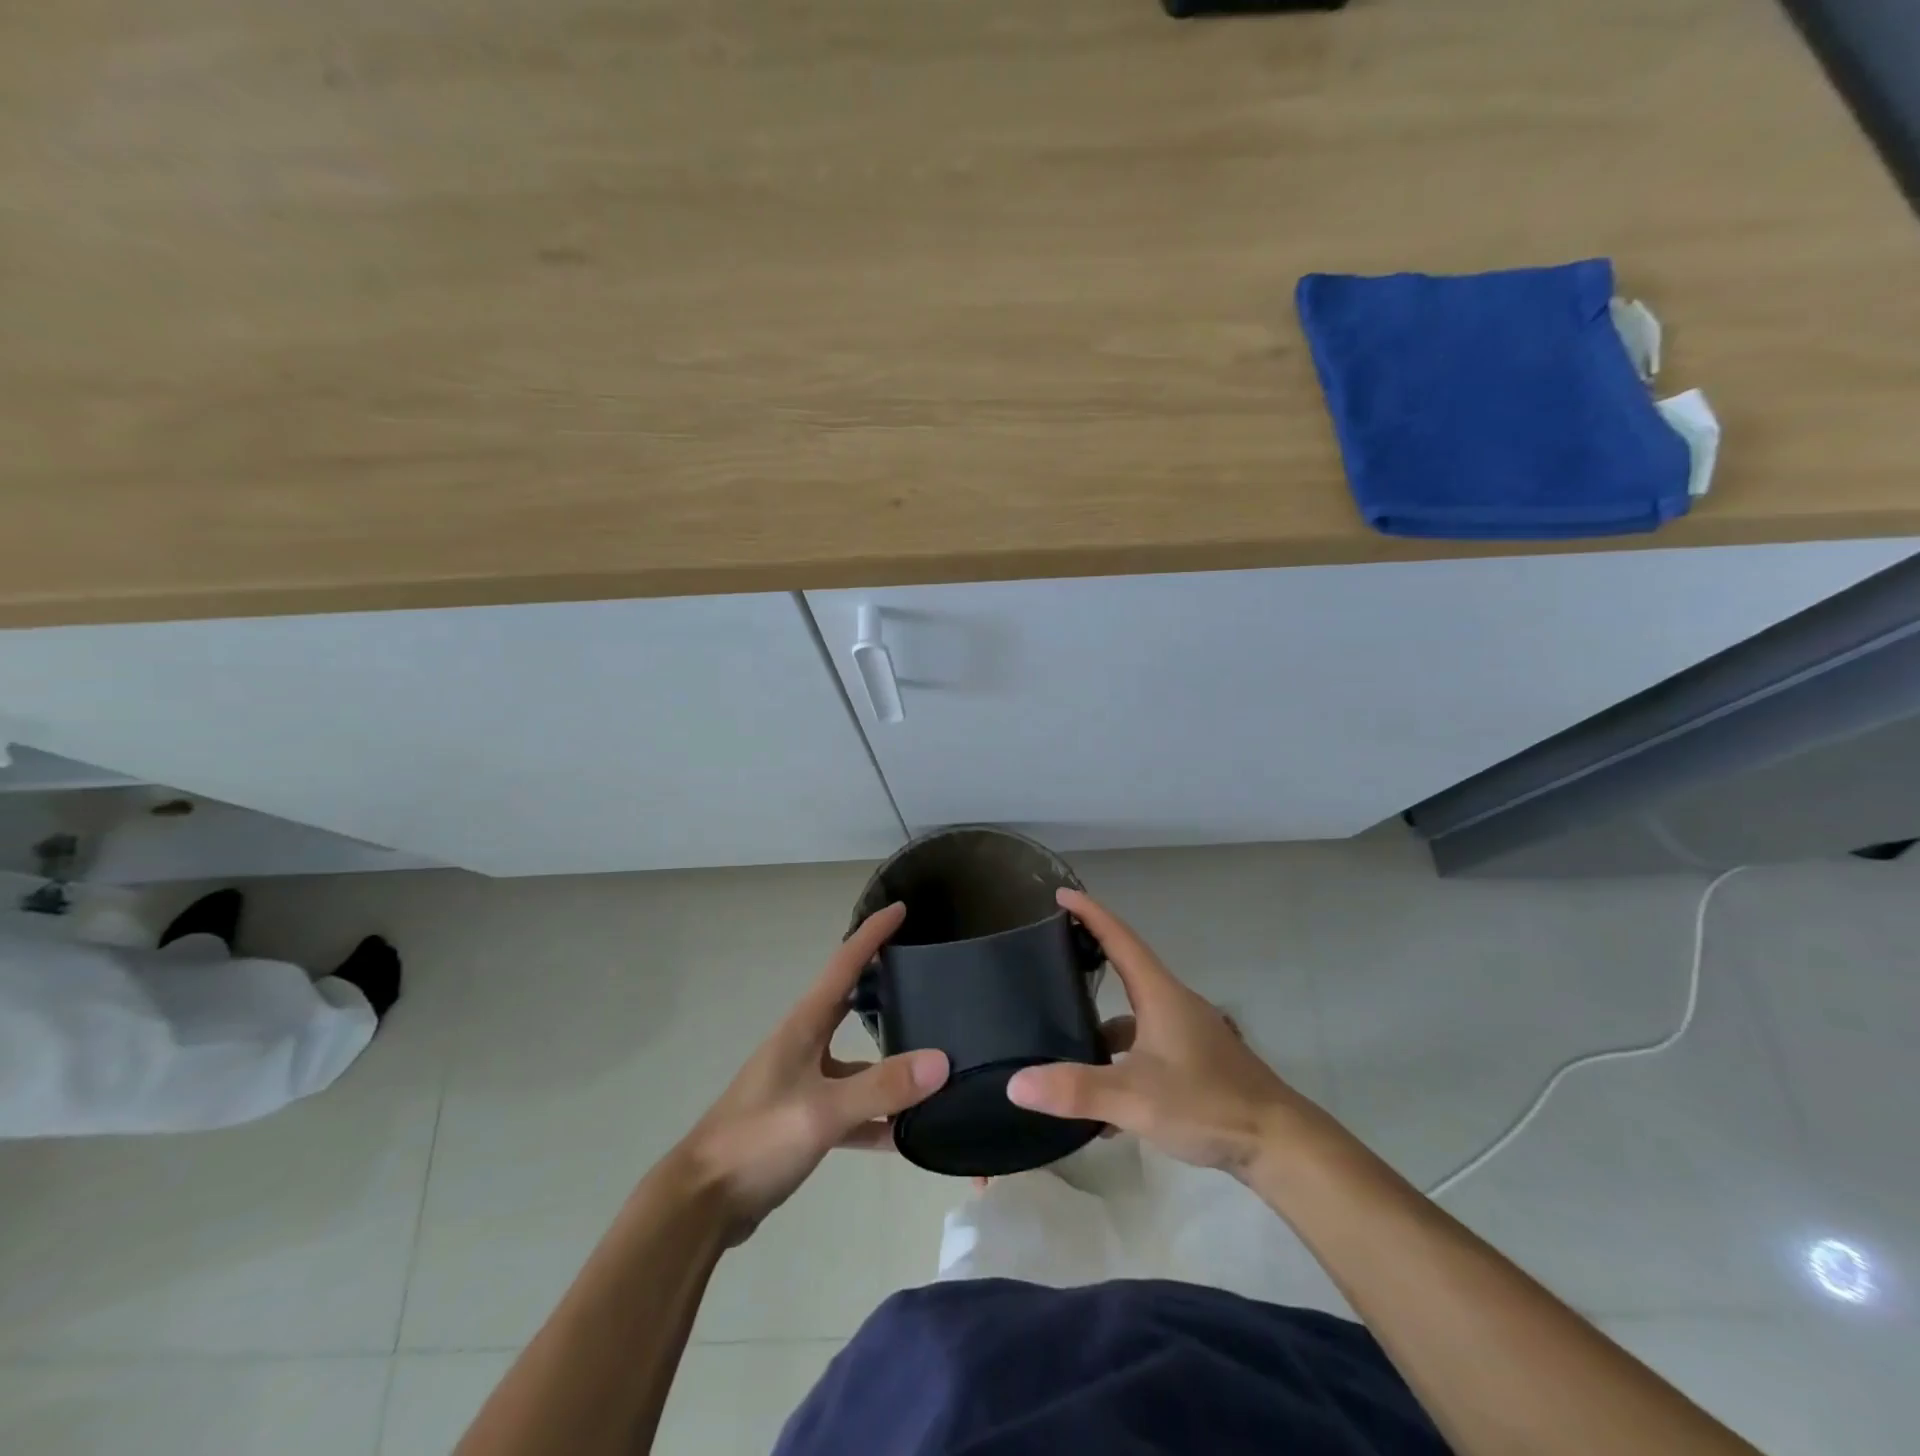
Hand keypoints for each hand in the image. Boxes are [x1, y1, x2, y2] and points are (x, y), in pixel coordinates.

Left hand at [669, 904, 949, 1244]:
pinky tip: (908, 1133)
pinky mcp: (803, 1120)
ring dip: (890, 1062)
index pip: (844, 964)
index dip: (872, 934)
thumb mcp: (823, 1110)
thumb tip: (942, 1061)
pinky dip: (878, 1116)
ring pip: (857, 1062)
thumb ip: (882, 1087)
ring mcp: (803, 1083)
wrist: (703, 1202)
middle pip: (851, 1003)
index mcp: (804, 1026)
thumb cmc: (758, 1139)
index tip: (901, 907)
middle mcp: (804, 1045)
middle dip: (884, 983)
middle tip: (926, 973)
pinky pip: (851, 1108)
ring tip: (935, 1059)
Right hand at [1006, 889, 1323, 1177]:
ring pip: (1133, 1017)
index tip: (1060, 895)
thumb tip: (1016, 1083)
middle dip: (1089, 960)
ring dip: (1100, 1025)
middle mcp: (1172, 1004)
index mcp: (1159, 994)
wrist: (1277, 1142)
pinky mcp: (1193, 1061)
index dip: (1089, 913)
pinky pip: (1146, 1048)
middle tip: (1049, 959)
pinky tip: (1101, 1104)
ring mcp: (1185, 1033)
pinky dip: (1120, 1062)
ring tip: (1062, 1040)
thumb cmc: (1207, 1102)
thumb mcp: (1135, 1097)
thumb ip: (1076, 1089)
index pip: (1119, 937)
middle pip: (1125, 970)